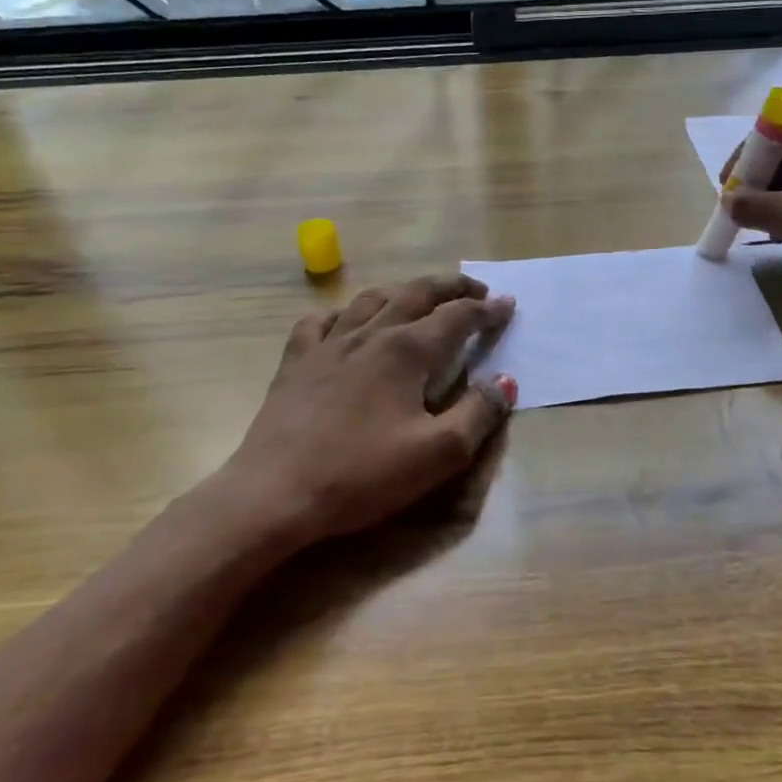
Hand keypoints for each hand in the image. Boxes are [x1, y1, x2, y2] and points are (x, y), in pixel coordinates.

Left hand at [220, 274, 517, 544]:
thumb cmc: (362, 474)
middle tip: (476, 289)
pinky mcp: (296, 362)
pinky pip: (320, 321)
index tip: (507, 304)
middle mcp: (370, 334)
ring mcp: (328, 345)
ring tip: (418, 298)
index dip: (486, 309)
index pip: (457, 317)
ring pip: (370, 299)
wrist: (274, 494)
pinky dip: (342, 313)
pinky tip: (346, 322)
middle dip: (451, 287)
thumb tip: (505, 382)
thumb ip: (479, 413)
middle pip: (416, 294)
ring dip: (402, 291)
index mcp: (407, 351)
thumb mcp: (438, 454)